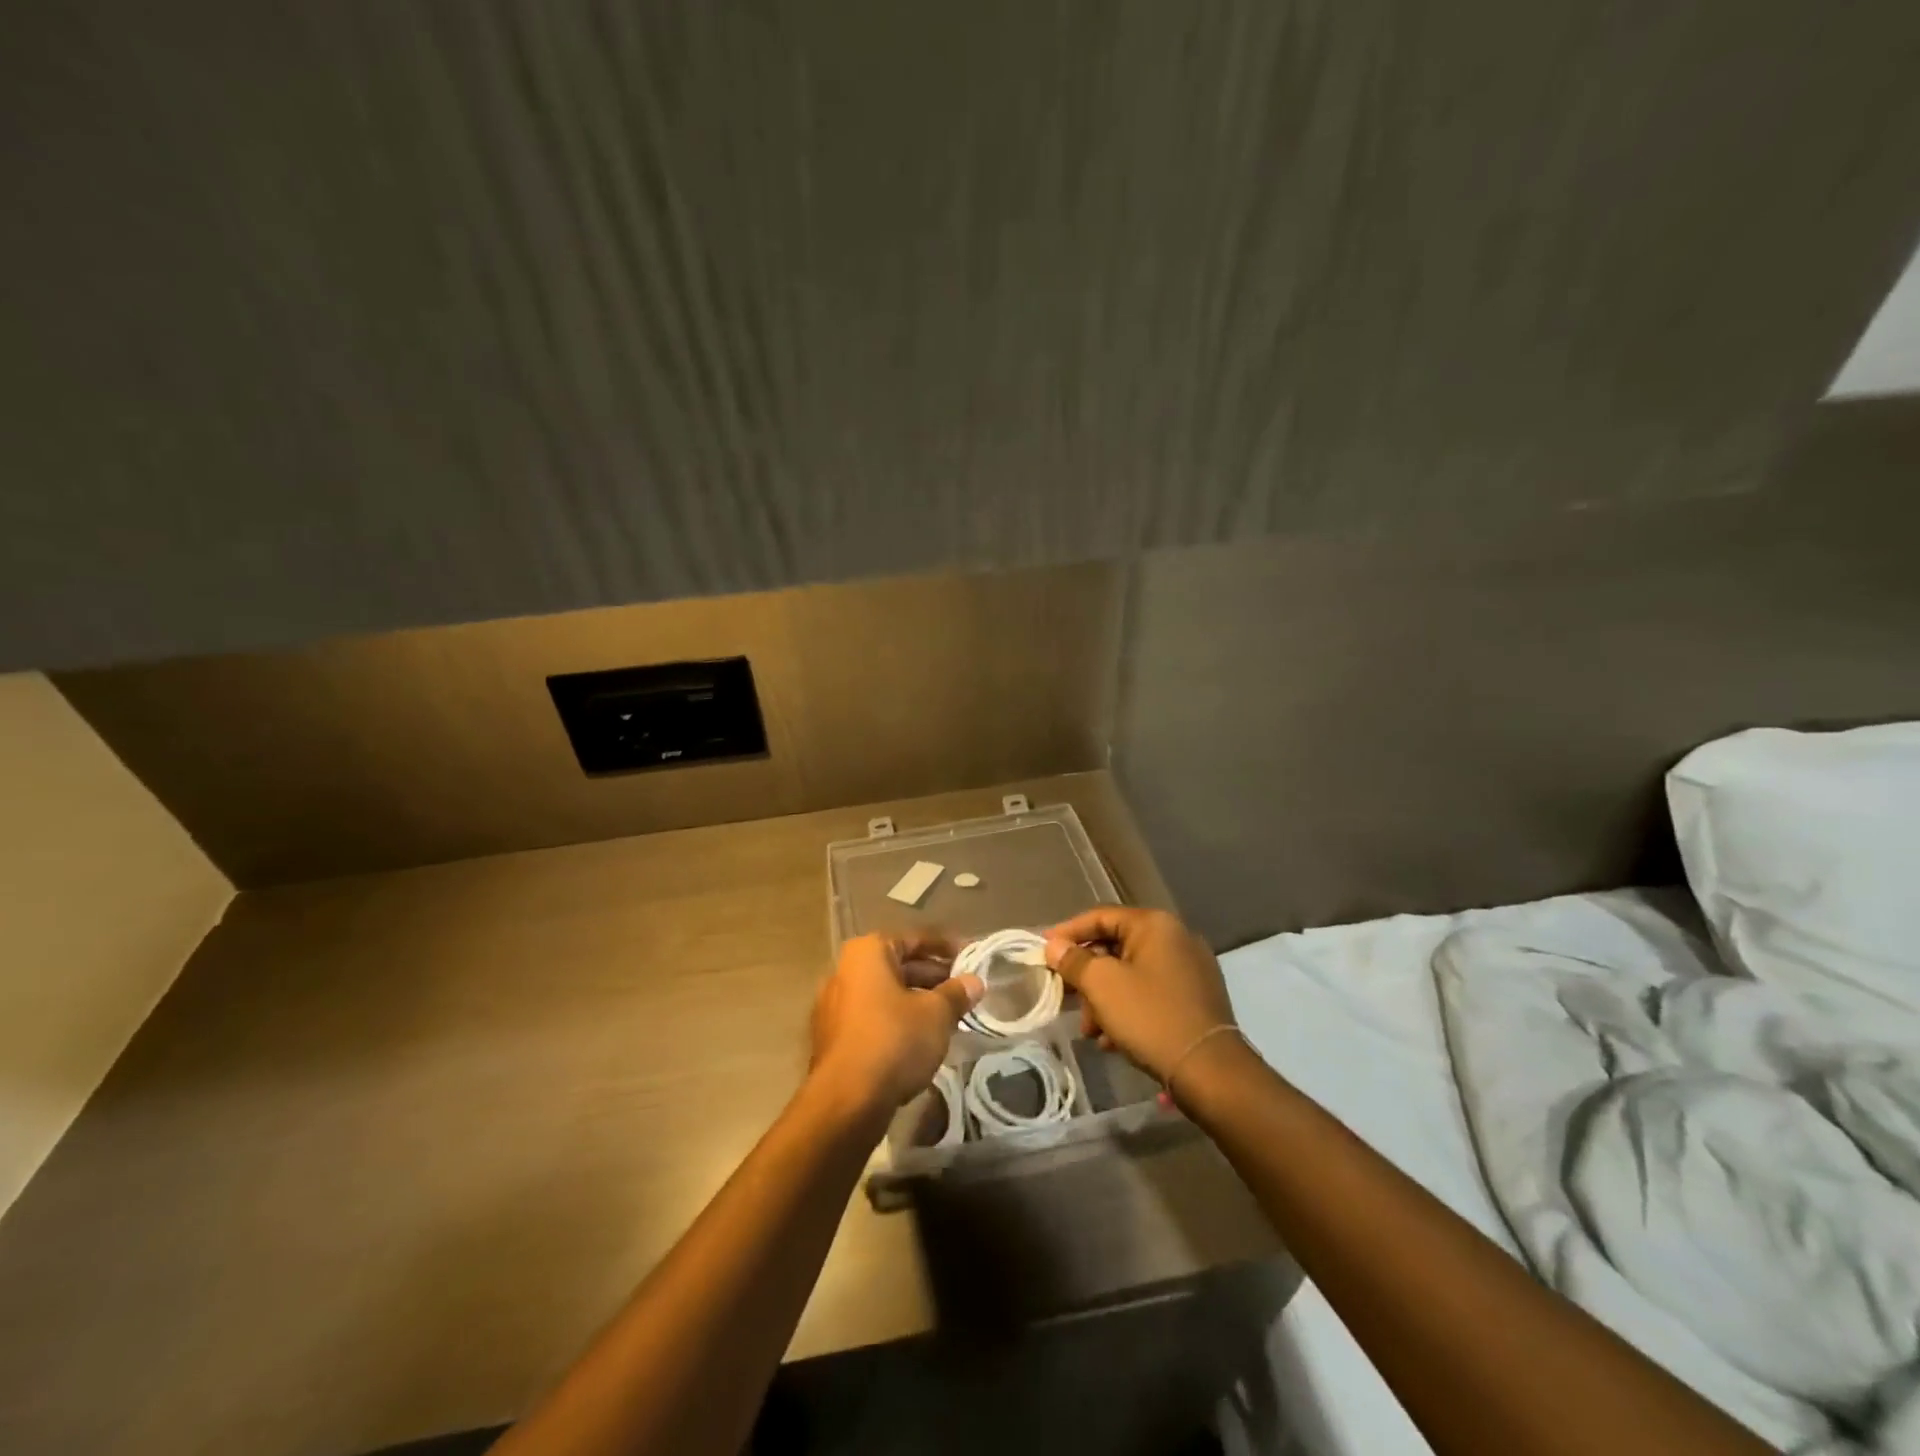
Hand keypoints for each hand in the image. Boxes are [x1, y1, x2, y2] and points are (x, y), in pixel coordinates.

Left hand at [809, 931, 982, 1114]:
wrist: (846, 1101)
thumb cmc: (894, 1040)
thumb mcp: (936, 1014)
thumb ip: (956, 994)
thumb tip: (974, 982)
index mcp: (867, 952)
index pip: (913, 939)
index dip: (945, 947)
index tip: (970, 957)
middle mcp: (844, 971)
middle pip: (897, 966)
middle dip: (932, 977)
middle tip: (964, 990)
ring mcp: (834, 1005)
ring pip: (885, 994)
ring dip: (916, 1001)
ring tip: (949, 1016)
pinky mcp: (833, 1038)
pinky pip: (873, 1018)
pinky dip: (897, 1022)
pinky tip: (922, 1040)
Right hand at [1045, 907, 1234, 1081]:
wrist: (1211, 1071)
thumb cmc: (1150, 1017)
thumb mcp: (1102, 986)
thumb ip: (1074, 961)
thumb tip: (1054, 945)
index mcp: (1155, 925)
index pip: (1100, 916)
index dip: (1068, 932)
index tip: (1042, 951)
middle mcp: (1176, 938)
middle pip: (1116, 947)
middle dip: (1087, 976)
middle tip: (1066, 998)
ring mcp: (1191, 969)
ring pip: (1132, 974)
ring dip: (1105, 999)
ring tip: (1091, 1031)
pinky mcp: (1197, 998)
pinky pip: (1151, 993)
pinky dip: (1128, 1010)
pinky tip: (1114, 1040)